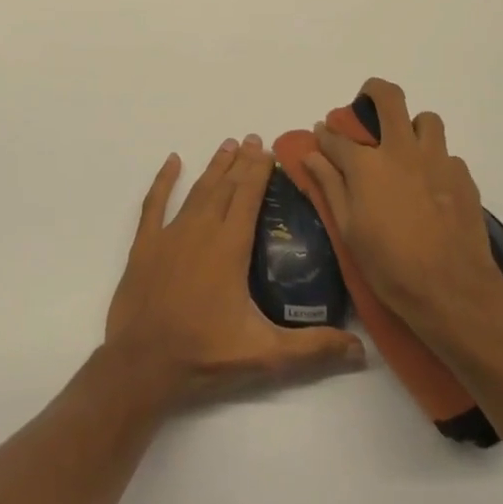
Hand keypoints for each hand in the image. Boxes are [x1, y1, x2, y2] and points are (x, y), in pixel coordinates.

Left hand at [106, 135, 364, 408]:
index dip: (259, 170)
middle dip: (241, 161)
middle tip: (253, 138)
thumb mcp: (265, 355)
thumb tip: (361, 351)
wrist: (141, 365)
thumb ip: (312, 348)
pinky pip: (154, 204)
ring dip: (214, 167)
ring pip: (197, 190)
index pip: (249, 196)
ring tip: (227, 144)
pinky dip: (163, 181)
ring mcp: (171, 235)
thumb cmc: (204, 355)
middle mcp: (202, 230)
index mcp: (230, 246)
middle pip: (226, 186)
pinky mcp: (145, 245)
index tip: (269, 149)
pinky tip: (172, 162)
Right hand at [299, 78, 502, 341]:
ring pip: (427, 119)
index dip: (326, 134)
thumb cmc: (390, 266)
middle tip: (367, 105)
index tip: (322, 135)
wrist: (453, 290)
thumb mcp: (348, 230)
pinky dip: (435, 162)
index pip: (337, 137)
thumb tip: (311, 155)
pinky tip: (431, 187)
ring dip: (413, 126)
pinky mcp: (462, 176)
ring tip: (406, 149)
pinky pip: (447, 154)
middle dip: (373, 92)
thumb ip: (331, 186)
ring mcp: (436, 160)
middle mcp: (401, 150)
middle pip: (389, 98)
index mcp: (367, 165)